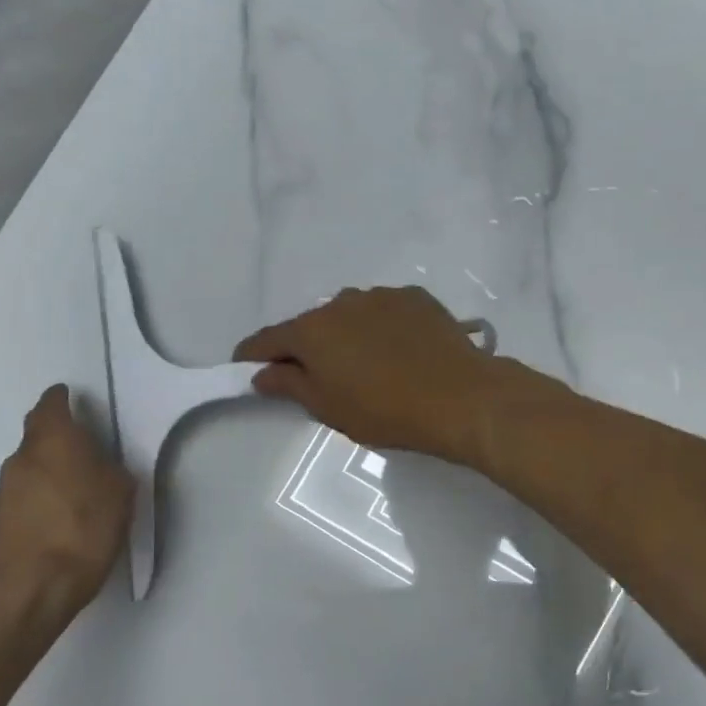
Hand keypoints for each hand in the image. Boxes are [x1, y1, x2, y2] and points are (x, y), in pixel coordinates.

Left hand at [0, 385, 134, 623]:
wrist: (38, 585)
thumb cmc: (87, 527)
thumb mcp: (121, 491)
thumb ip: (109, 467)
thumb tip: (99, 464)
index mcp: (54, 439)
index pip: (51, 404)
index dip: (62, 399)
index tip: (72, 399)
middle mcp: (22, 455)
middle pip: (37, 432)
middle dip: (56, 433)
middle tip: (81, 445)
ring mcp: (5, 487)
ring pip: (29, 463)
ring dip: (47, 466)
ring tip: (73, 485)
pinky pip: (23, 491)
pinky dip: (39, 493)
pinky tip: (58, 513)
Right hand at [234, 287, 501, 462]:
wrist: (459, 396)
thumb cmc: (385, 410)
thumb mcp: (328, 407)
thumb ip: (289, 385)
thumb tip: (262, 373)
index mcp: (312, 331)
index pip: (268, 339)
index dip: (252, 355)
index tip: (245, 367)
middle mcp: (341, 302)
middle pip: (310, 325)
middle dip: (304, 348)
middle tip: (313, 376)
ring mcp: (380, 296)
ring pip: (348, 315)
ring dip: (344, 335)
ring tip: (363, 364)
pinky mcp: (414, 298)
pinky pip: (383, 312)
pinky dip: (379, 328)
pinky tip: (397, 351)